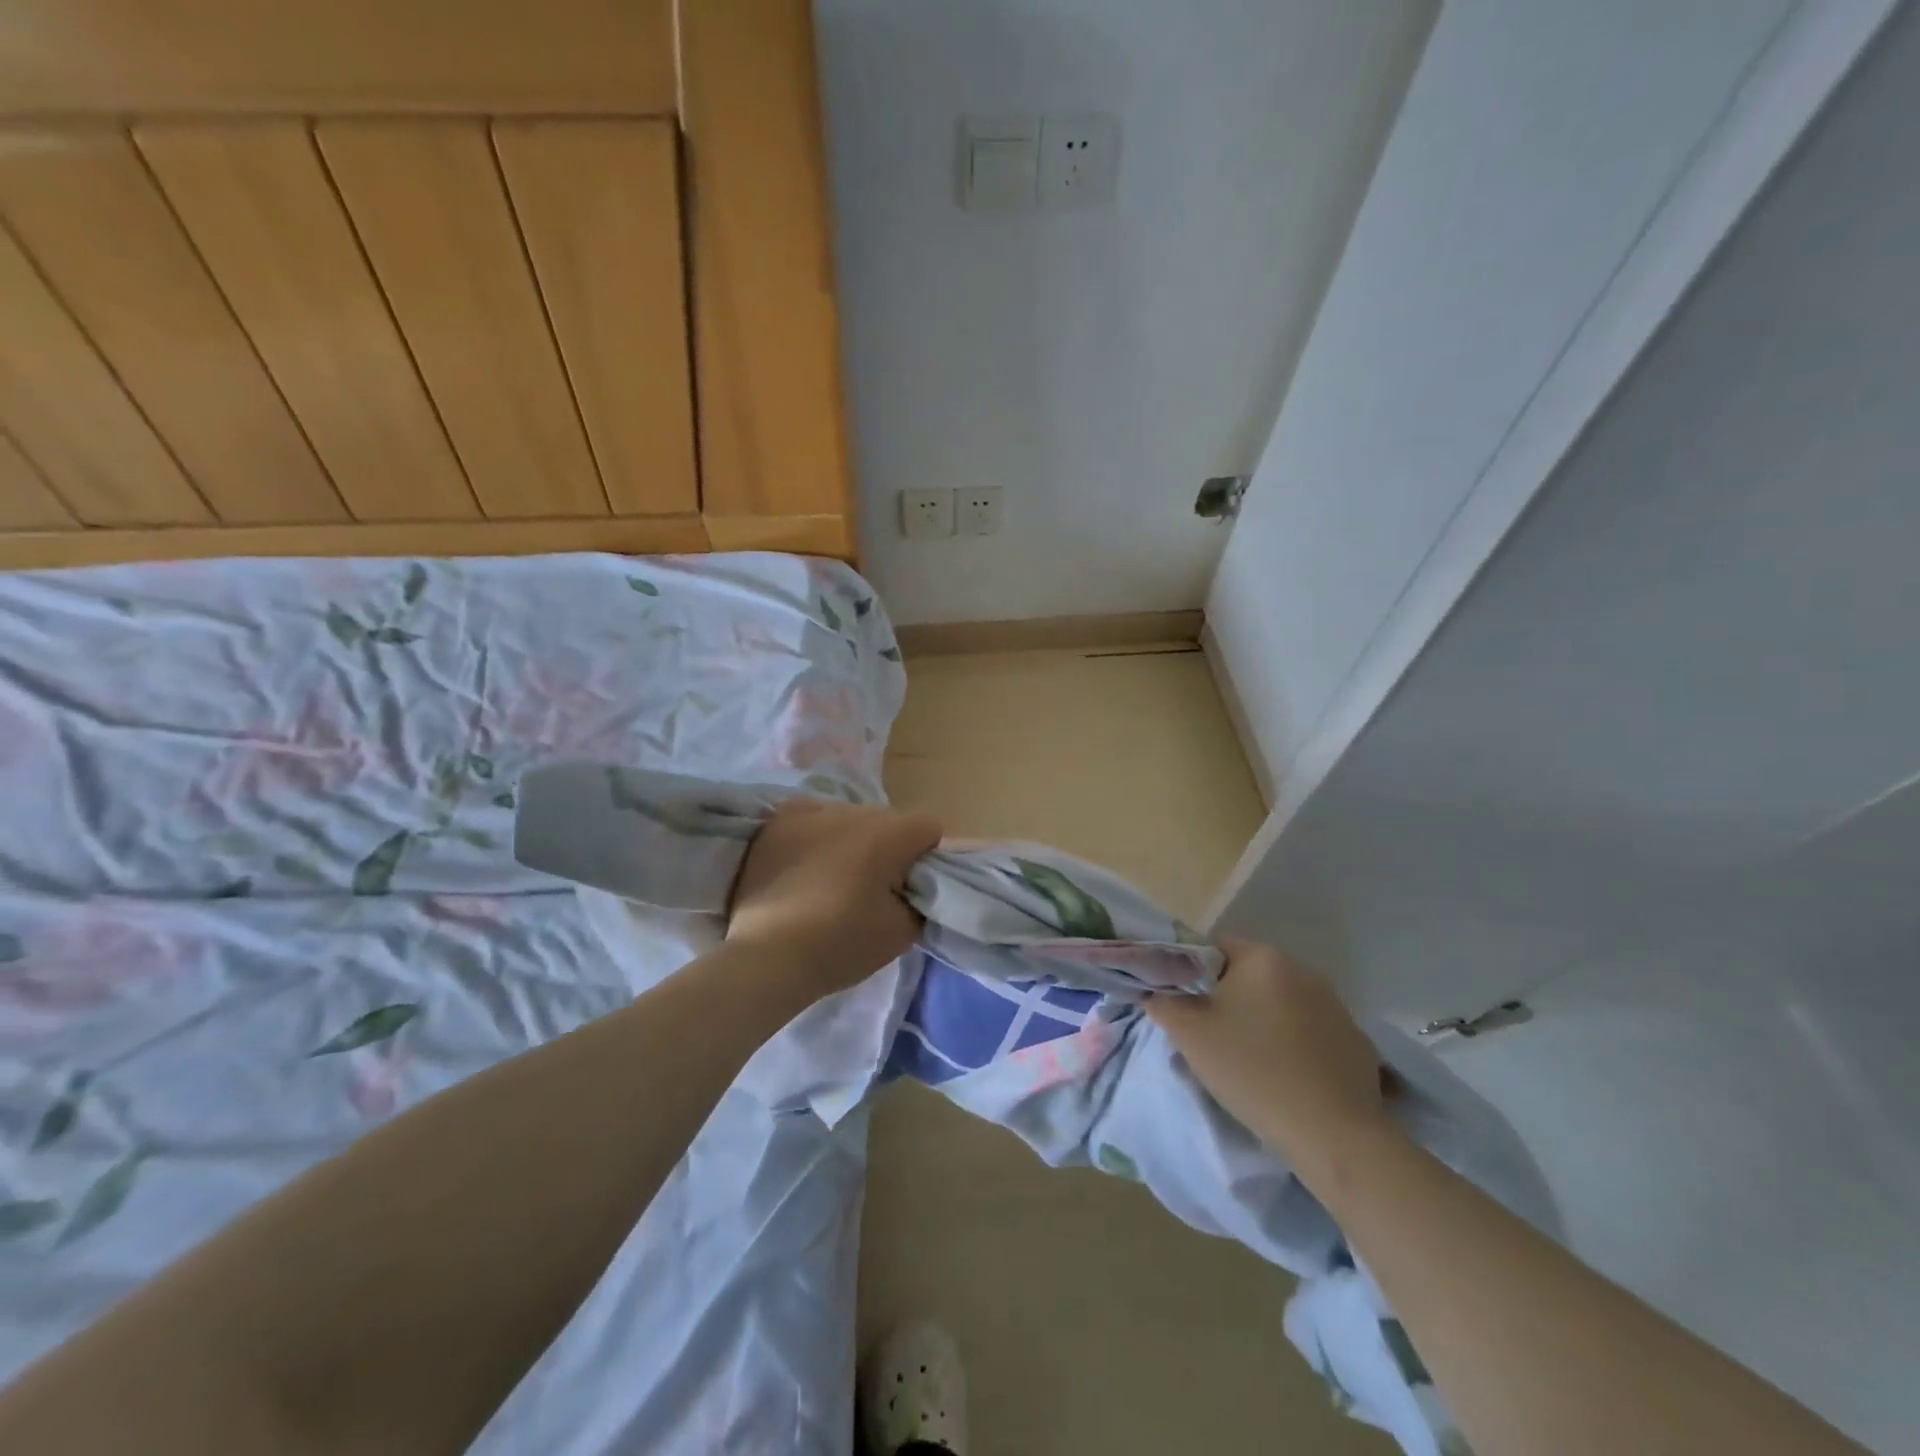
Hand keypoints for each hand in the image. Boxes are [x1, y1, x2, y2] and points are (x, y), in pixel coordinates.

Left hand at [727, 799, 942, 996]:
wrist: (766, 956)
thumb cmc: (840, 943)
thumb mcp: (902, 932)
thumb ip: (919, 899)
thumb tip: (913, 886)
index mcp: (888, 833)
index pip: (928, 826)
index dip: (926, 856)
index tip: (910, 886)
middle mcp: (852, 811)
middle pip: (888, 820)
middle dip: (889, 847)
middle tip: (873, 887)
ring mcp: (810, 811)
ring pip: (849, 818)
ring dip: (852, 840)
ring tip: (832, 879)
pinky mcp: (777, 822)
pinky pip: (811, 818)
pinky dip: (817, 835)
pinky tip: (806, 863)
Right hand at [1146, 938, 1393, 1167]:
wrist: (1332, 1134)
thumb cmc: (1252, 1070)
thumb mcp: (1189, 1035)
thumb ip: (1163, 1002)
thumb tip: (1156, 992)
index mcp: (1263, 958)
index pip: (1215, 948)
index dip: (1192, 974)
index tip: (1186, 1008)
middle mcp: (1303, 970)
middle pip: (1249, 976)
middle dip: (1227, 1000)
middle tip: (1210, 1038)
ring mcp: (1336, 1006)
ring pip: (1280, 1004)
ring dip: (1262, 1022)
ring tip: (1250, 1063)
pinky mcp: (1356, 1041)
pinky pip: (1310, 1032)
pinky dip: (1294, 1046)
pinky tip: (1287, 1078)